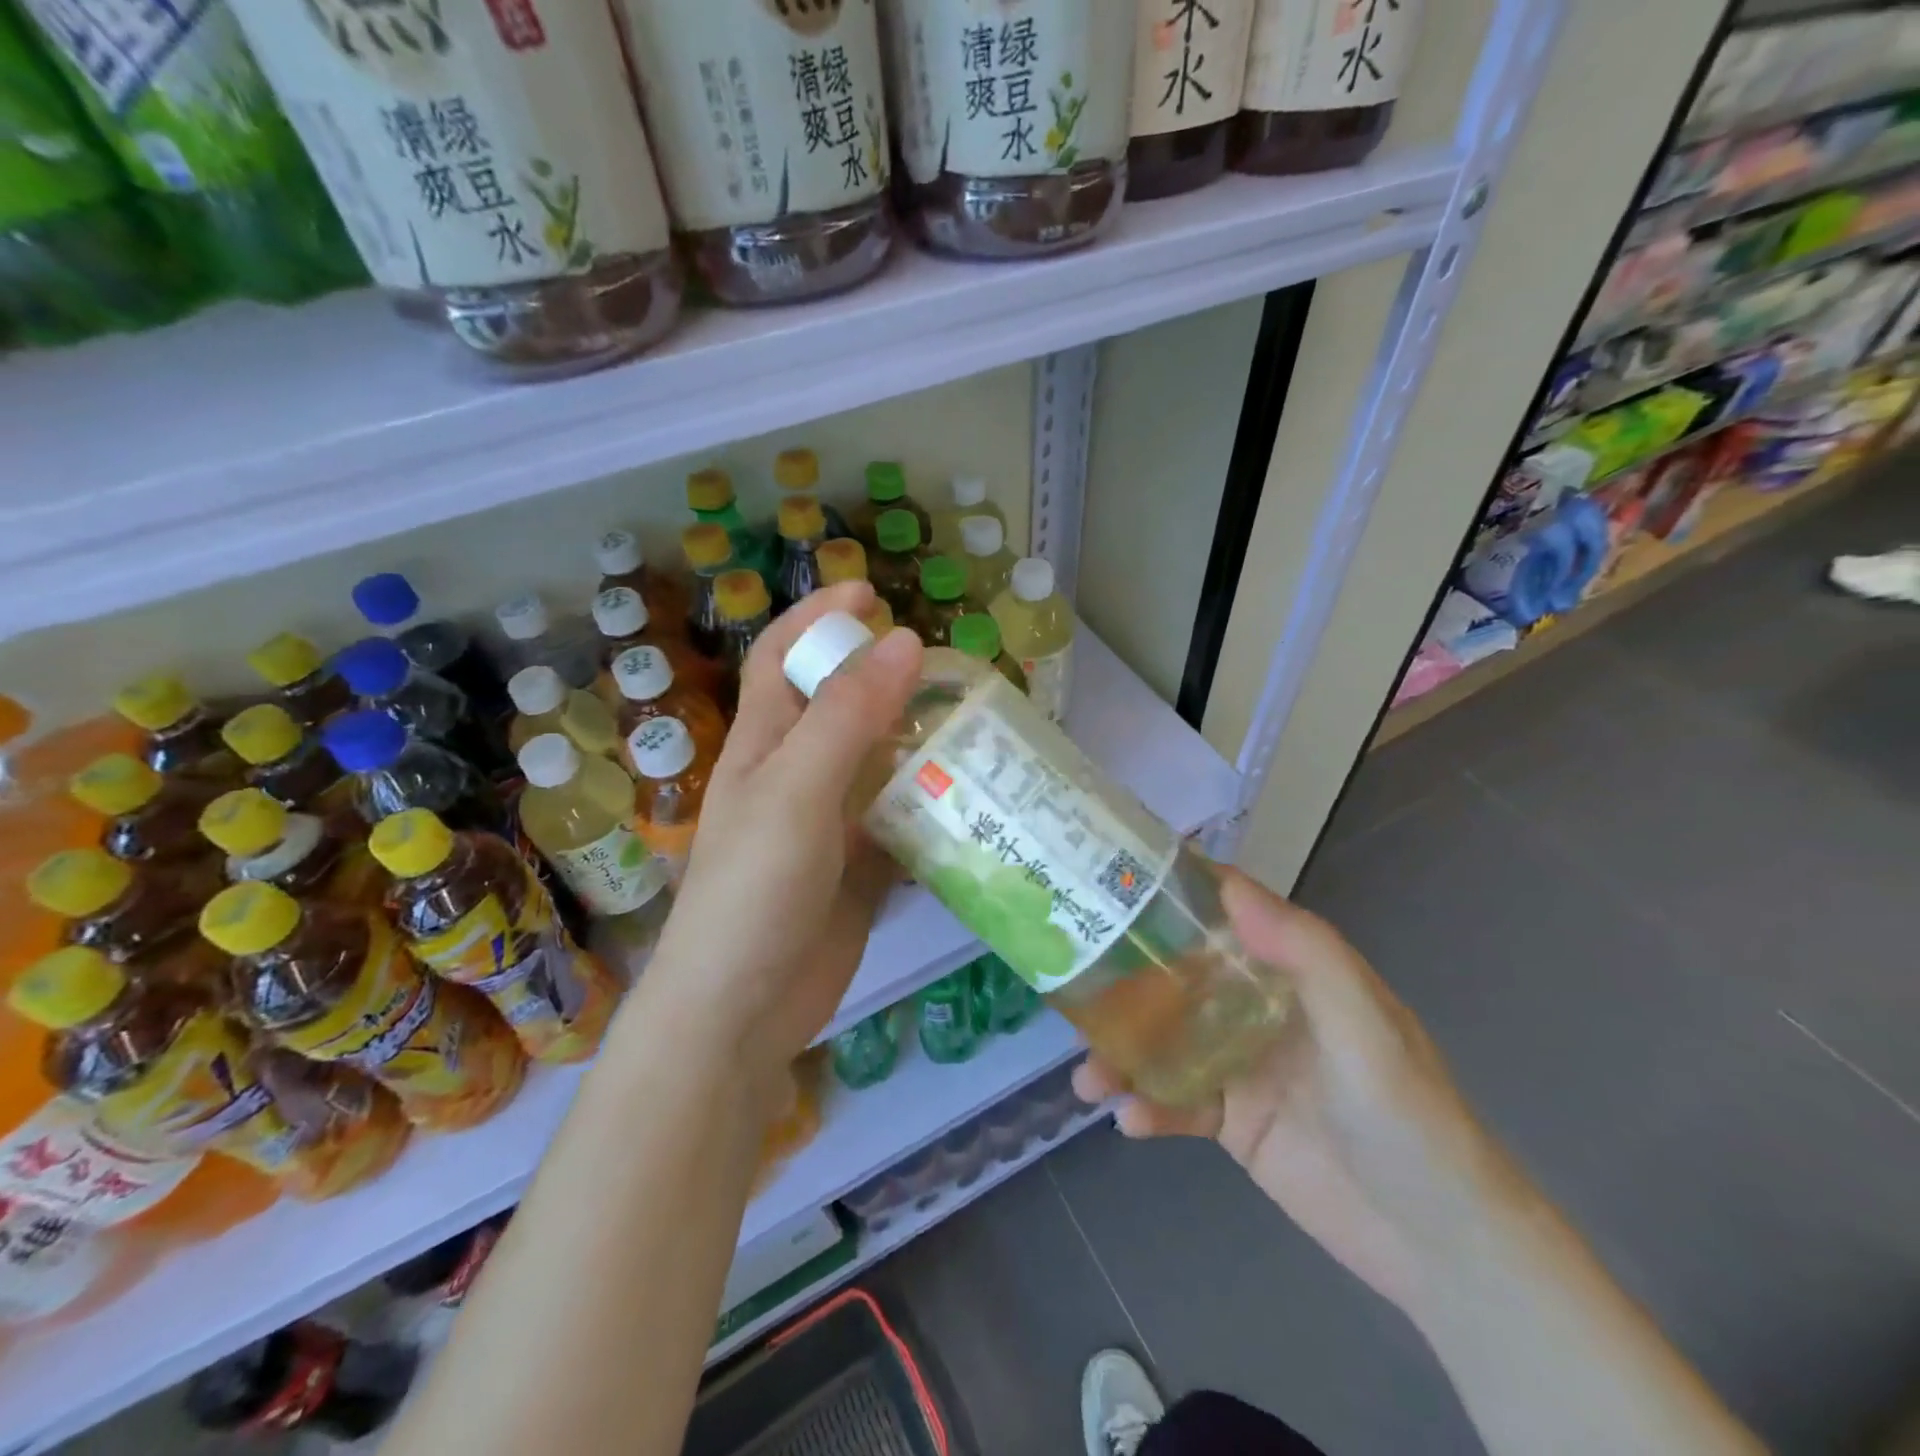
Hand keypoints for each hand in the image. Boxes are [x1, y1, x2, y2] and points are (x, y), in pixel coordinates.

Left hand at [644, 582, 923, 1095]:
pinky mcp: (858, 868)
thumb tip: (904, 641)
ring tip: (979, 728)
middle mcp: (796, 774)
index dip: (818, 617)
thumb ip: (848, 717)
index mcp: (766, 743)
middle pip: (843, 706)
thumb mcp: (797, 790)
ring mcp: (829, 824)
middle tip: (953, 672)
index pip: (783, 657)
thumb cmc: (754, 889)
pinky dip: (931, 805)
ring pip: (880, 764)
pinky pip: (900, 820)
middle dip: (888, 679)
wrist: (741, 1012)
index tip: (871, 593)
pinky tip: (973, 800)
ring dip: (920, 743)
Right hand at [1074, 871, 1508, 1317]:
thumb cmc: (1406, 1114)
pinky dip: (1147, 1108)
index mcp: (1290, 970)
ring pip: (1164, 1042)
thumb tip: (1229, 884)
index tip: (1112, 878)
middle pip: (1177, 977)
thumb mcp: (1364, 1024)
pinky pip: (1175, 1103)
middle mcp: (1256, 1007)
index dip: (1173, 893)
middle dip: (1124, 981)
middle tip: (1072, 983)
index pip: (1225, 914)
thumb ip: (1303, 952)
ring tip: (1089, 1079)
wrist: (1439, 1243)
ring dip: (1122, 1054)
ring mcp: (1239, 1065)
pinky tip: (1128, 1119)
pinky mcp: (1231, 1121)